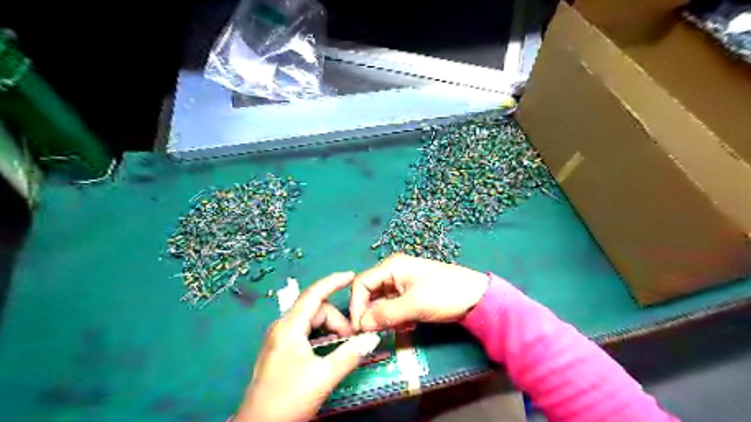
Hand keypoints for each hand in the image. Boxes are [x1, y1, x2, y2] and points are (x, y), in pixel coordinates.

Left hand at [235, 273, 382, 420]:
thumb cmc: (288, 399)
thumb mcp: (323, 377)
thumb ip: (349, 355)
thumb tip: (372, 338)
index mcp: (289, 327)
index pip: (314, 294)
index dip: (333, 282)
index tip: (351, 275)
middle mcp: (282, 327)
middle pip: (315, 310)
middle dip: (337, 319)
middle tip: (353, 338)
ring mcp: (279, 339)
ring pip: (310, 321)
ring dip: (330, 328)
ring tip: (344, 344)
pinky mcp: (280, 350)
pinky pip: (305, 332)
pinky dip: (321, 335)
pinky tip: (329, 347)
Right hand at [351, 253, 491, 332]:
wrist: (477, 297)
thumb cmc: (445, 293)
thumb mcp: (414, 304)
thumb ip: (385, 314)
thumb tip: (362, 325)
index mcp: (391, 267)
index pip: (362, 283)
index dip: (356, 305)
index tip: (358, 328)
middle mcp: (393, 272)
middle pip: (369, 293)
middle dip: (370, 313)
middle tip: (376, 333)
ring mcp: (402, 283)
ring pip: (381, 302)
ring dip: (384, 317)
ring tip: (397, 327)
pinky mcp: (409, 294)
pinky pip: (393, 307)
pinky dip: (394, 318)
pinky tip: (406, 325)